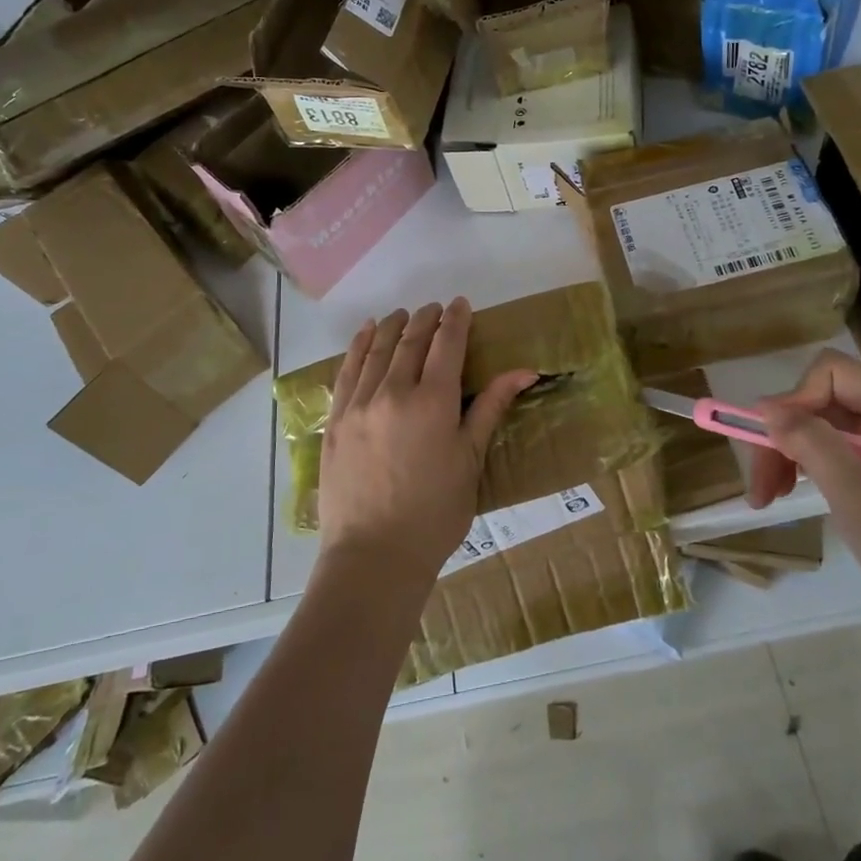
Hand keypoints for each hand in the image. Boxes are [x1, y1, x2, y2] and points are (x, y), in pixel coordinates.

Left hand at [318, 299, 536, 584]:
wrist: (374, 555)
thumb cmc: (435, 513)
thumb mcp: (470, 460)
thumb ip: (490, 408)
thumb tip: (524, 371)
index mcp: (433, 402)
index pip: (446, 344)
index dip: (456, 320)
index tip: (462, 304)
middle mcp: (393, 392)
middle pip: (411, 342)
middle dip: (426, 319)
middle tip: (436, 308)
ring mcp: (358, 404)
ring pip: (376, 350)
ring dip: (393, 327)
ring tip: (403, 314)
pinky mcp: (336, 420)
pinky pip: (346, 371)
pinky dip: (358, 346)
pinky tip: (366, 334)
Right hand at [749, 350, 860, 667]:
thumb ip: (814, 445)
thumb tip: (765, 407)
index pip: (831, 373)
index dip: (795, 399)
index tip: (772, 445)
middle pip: (818, 402)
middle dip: (781, 436)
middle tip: (759, 487)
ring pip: (817, 430)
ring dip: (783, 456)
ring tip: (765, 499)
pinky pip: (829, 458)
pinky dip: (801, 473)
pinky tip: (787, 499)